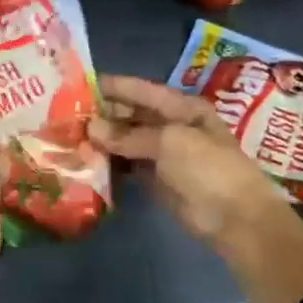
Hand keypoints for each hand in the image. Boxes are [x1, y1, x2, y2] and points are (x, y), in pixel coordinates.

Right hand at [89, 76, 302, 302]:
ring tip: (69, 137)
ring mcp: (164, 154)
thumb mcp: (169, 143)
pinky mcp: (156, 179)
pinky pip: (128, 165)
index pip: (141, 90)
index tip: (80, 83)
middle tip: (66, 115)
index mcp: (182, 108)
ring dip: (103, 140)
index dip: (113, 86)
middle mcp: (171, 125)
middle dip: (103, 115)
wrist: (236, 219)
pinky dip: (110, 163)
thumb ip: (128, 135)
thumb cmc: (208, 169)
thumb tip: (90, 128)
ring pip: (126, 141)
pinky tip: (86, 161)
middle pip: (131, 115)